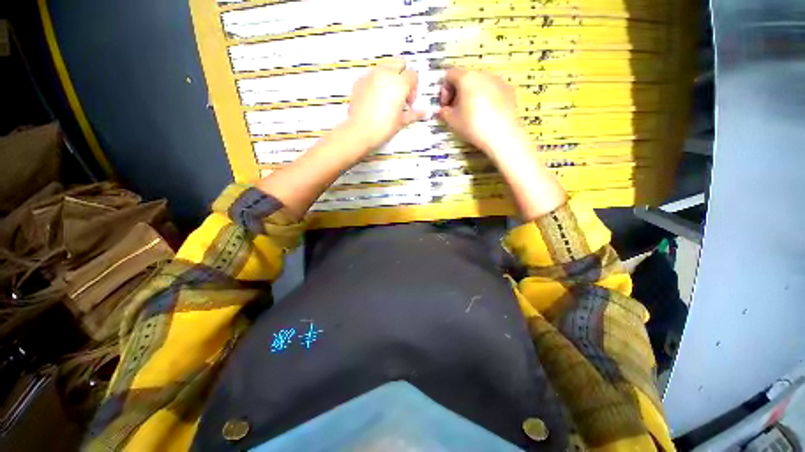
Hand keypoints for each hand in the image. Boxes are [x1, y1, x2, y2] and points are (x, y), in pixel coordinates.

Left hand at [345, 58, 426, 149]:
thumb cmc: (381, 127)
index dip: (414, 89)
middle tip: (401, 93)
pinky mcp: (360, 81)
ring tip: (389, 96)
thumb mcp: (401, 121)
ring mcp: (371, 75)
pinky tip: (376, 98)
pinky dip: (377, 82)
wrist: (360, 131)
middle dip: (403, 75)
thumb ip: (414, 114)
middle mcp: (385, 74)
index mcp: (399, 83)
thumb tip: (424, 112)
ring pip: (385, 66)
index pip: (413, 75)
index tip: (409, 102)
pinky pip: (372, 74)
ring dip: (390, 76)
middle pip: (399, 62)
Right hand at [438, 69, 525, 157]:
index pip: (449, 75)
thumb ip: (443, 112)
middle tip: (456, 110)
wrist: (502, 134)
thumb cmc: (473, 125)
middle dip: (458, 92)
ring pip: (479, 83)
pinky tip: (486, 113)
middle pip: (465, 77)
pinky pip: (492, 89)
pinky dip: (486, 97)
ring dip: (472, 94)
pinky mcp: (509, 89)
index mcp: (466, 78)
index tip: (445, 106)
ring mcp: (498, 80)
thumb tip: (441, 110)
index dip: (443, 90)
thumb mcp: (452, 121)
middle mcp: (482, 73)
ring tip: (471, 112)